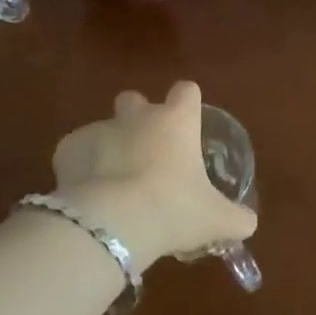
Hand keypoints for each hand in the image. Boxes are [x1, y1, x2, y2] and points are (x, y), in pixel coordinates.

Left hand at [51, 81, 257, 266]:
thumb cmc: (174, 210)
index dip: (188, 105)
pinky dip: (80, 169)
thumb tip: (247, 222)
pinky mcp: (68, 149)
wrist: (113, 222)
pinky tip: (88, 196)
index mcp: (177, 121)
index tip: (188, 126)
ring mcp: (99, 129)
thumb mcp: (216, 219)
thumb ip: (237, 218)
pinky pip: (75, 152)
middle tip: (146, 155)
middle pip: (135, 100)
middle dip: (138, 118)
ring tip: (114, 187)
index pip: (187, 91)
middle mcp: (137, 117)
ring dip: (109, 149)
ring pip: (104, 129)